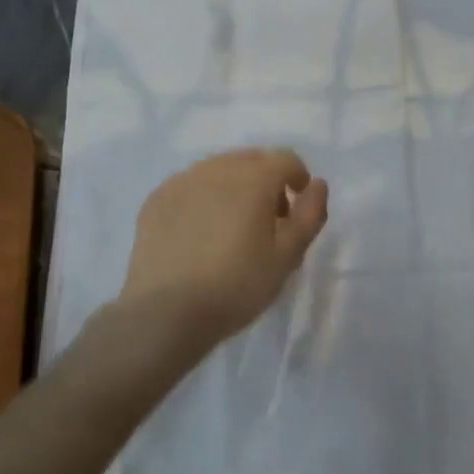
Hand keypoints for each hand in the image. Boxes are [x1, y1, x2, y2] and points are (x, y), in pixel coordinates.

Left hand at [120, 148, 328, 348]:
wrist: (166, 313)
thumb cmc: (236, 286)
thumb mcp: (287, 257)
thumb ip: (309, 215)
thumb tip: (317, 185)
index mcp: (252, 179)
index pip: (285, 160)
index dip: (298, 179)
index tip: (297, 210)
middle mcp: (216, 169)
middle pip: (251, 160)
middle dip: (267, 180)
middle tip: (269, 220)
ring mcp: (181, 182)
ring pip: (218, 170)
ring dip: (234, 187)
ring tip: (233, 227)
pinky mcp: (156, 200)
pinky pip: (190, 186)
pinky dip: (204, 198)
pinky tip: (201, 233)